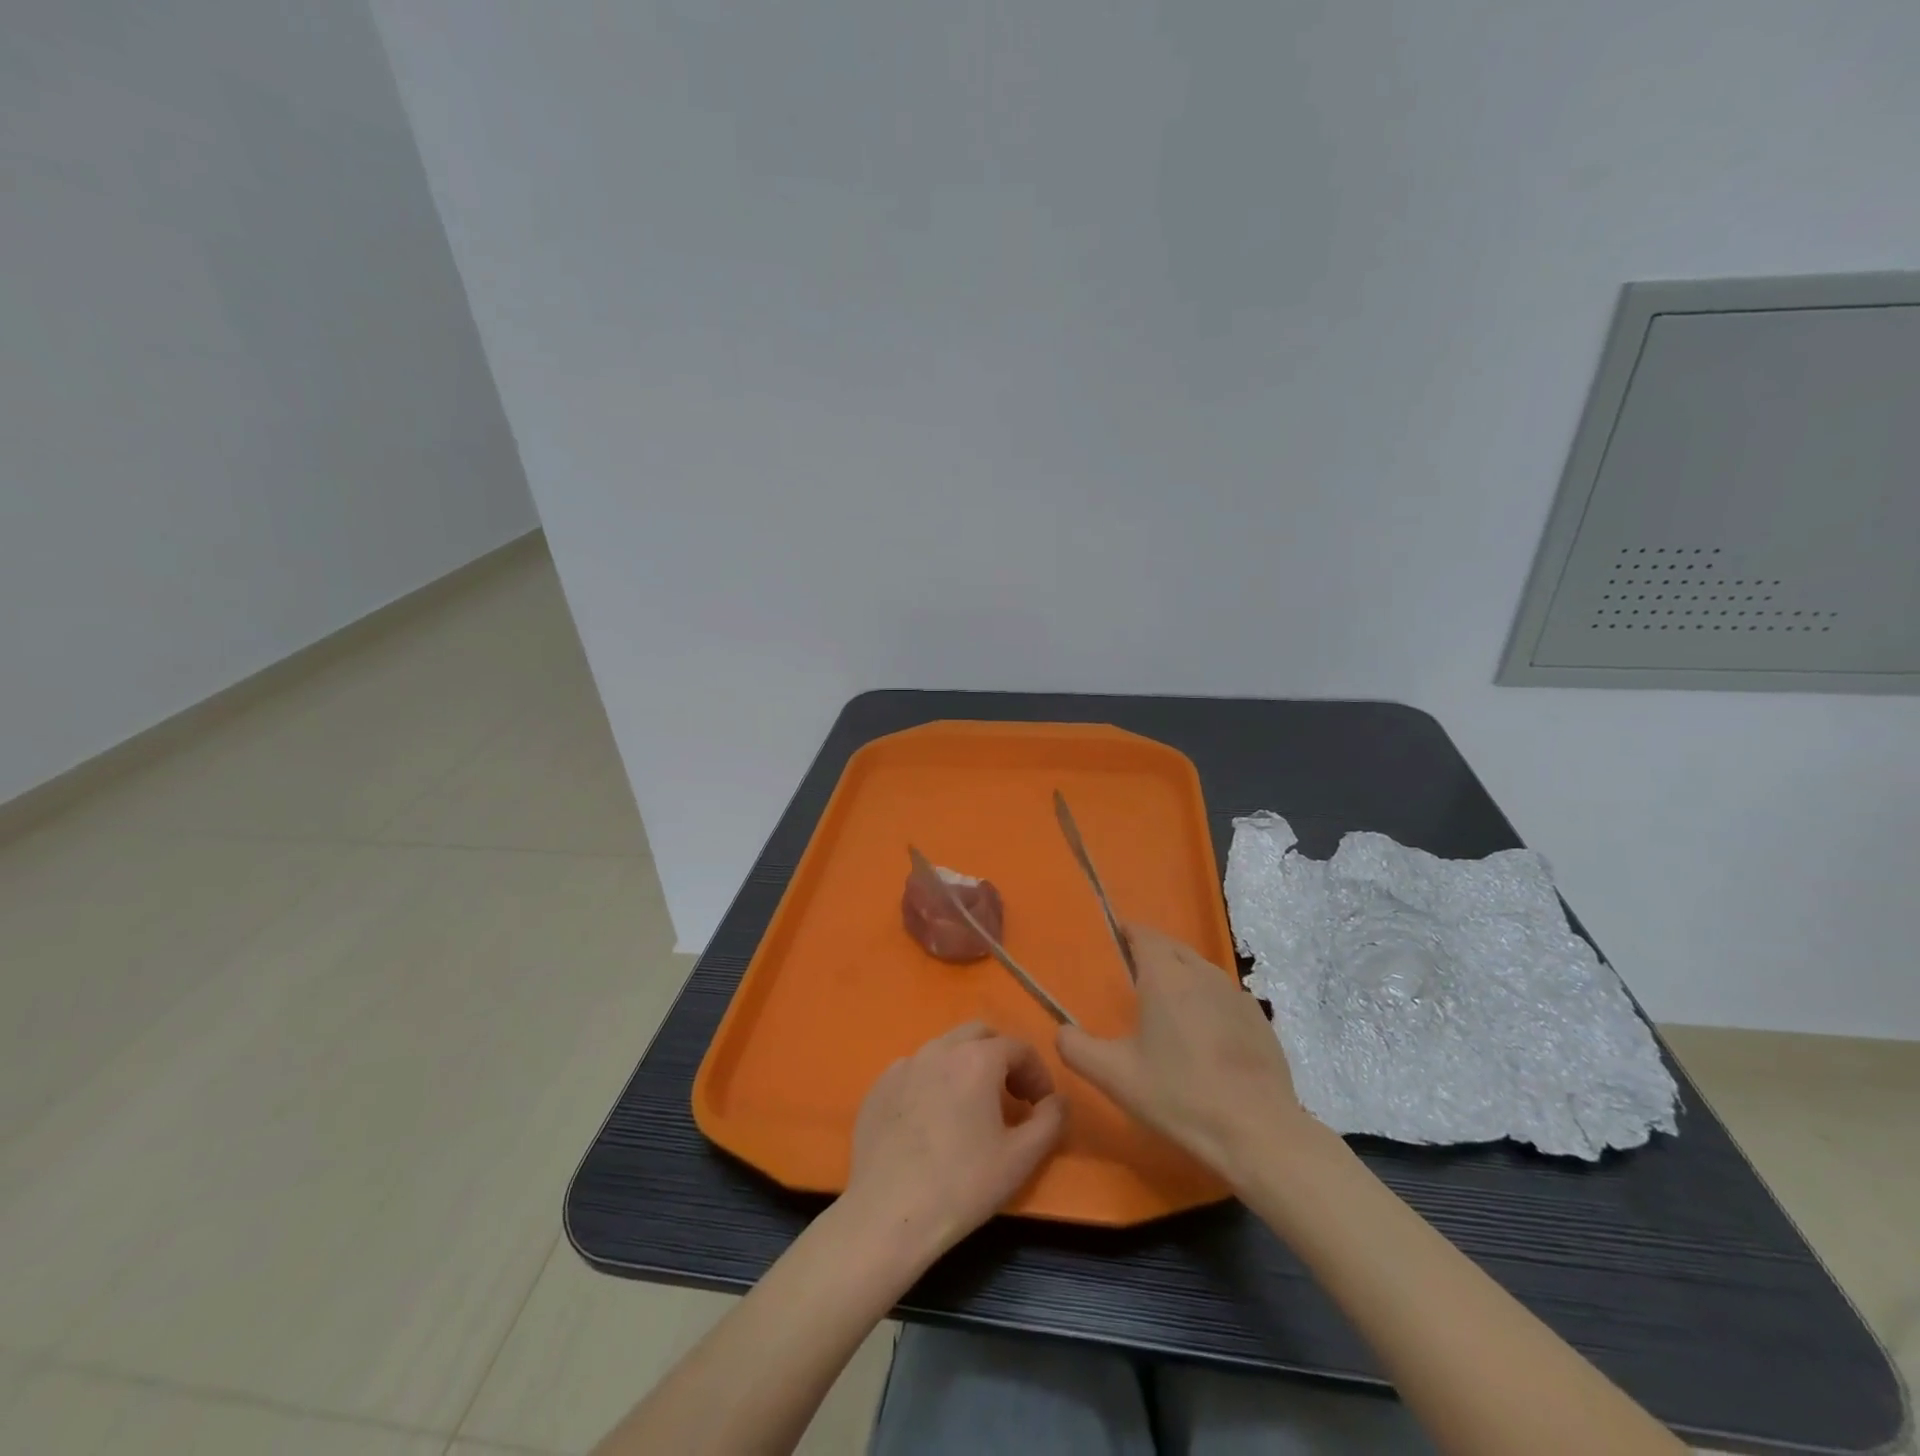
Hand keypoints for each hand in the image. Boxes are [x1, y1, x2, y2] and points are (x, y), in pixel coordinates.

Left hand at [842, 1022, 1067, 1265]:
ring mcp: (904, 1065)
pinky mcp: (879, 1086)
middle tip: (1010, 1095)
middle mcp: (939, 1049)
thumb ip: (1050, 1121)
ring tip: (971, 1108)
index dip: (1037, 1073)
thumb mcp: (1021, 1158)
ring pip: (944, 1049)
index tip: (1041, 1104)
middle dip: (1001, 1057)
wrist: (887, 1214)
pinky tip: (932, 1121)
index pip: (1018, 1047)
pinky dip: (933, 1082)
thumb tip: (1057, 1100)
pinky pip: (915, 1071)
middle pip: (979, 1034)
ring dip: (966, 1066)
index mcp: (976, 1058)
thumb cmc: (962, 1185)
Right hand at [1058, 922, 1304, 1181]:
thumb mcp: (1114, 1076)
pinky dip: (1208, 1001)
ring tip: (1167, 1004)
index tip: (1114, 940)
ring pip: (1201, 970)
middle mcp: (1202, 973)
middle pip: (1173, 948)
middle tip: (1133, 975)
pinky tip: (1204, 1034)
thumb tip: (1061, 1031)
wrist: (1258, 1131)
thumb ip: (1077, 1048)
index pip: (1144, 934)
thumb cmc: (1179, 1096)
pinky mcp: (1259, 1020)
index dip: (1128, 932)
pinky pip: (1225, 996)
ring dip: (1182, 976)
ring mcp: (1236, 995)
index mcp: (1165, 976)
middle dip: (1153, 952)